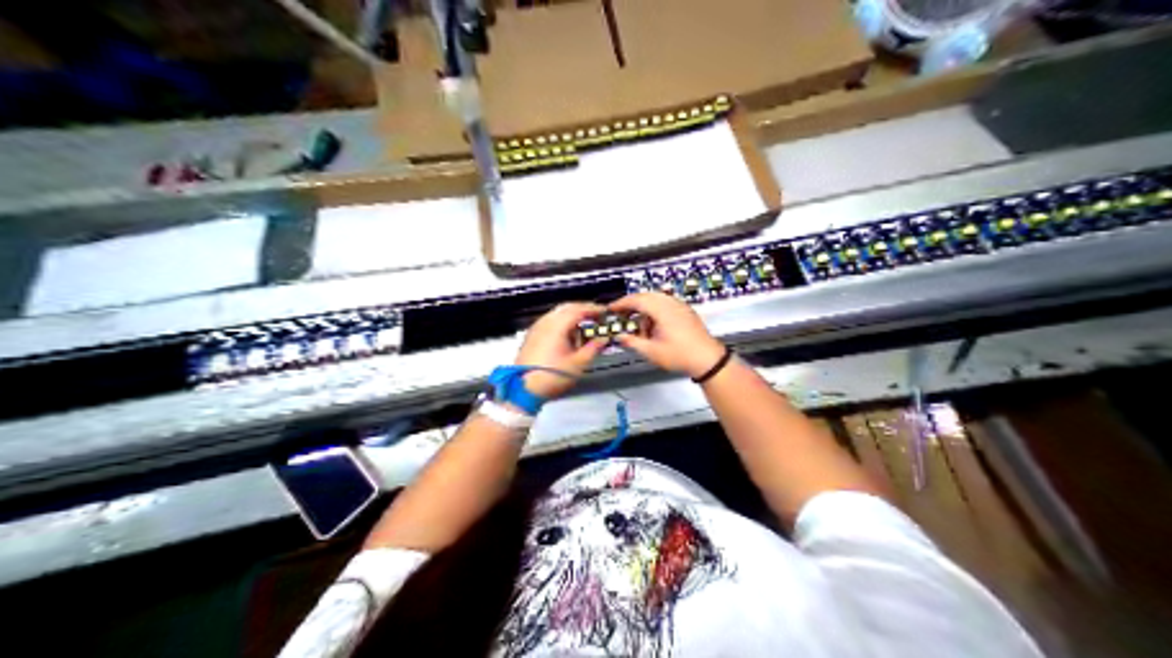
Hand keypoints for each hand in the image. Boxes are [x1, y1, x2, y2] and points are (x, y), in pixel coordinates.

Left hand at [513, 302, 609, 396]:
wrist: (523, 389)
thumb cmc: (552, 376)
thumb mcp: (578, 364)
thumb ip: (593, 348)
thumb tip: (603, 339)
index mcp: (557, 325)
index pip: (579, 309)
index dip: (594, 309)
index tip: (605, 312)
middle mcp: (545, 322)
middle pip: (567, 308)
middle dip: (583, 310)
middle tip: (596, 317)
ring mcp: (536, 328)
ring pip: (557, 314)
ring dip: (572, 316)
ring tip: (584, 327)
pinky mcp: (531, 336)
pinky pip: (549, 322)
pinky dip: (562, 323)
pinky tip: (568, 335)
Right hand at [608, 291, 728, 377]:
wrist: (708, 359)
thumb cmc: (682, 355)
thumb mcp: (652, 352)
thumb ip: (633, 342)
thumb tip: (620, 337)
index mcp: (662, 310)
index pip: (637, 300)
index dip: (622, 303)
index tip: (612, 308)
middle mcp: (672, 304)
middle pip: (646, 296)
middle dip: (632, 304)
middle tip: (622, 314)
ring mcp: (680, 306)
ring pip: (656, 299)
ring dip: (644, 308)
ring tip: (639, 324)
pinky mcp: (685, 312)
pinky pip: (666, 304)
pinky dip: (655, 310)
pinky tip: (654, 326)